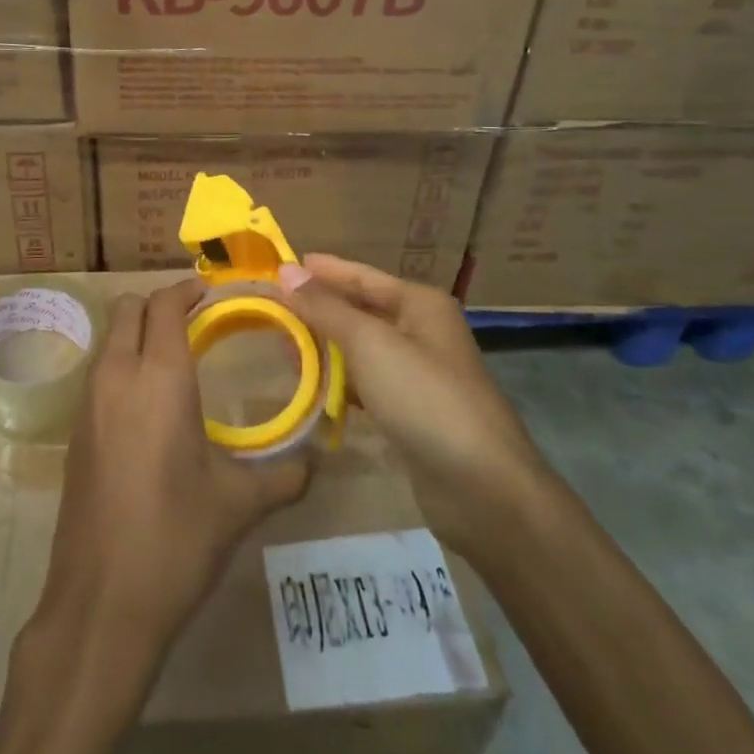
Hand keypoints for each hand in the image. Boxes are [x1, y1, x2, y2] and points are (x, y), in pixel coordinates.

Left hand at [36, 278, 310, 652]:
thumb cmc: (176, 540)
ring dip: (137, 332)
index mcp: (159, 379)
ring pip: (109, 338)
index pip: (164, 305)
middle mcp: (117, 377)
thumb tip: (318, 463)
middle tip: (196, 321)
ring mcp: (88, 404)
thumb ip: (284, 476)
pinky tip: (149, 403)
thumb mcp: (238, 505)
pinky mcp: (74, 433)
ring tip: (175, 358)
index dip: (187, 290)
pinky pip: (99, 373)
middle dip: (159, 304)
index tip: (212, 293)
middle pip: (127, 308)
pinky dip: (122, 364)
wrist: (100, 605)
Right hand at [277, 254, 542, 560]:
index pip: (362, 276)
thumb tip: (286, 270)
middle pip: (361, 310)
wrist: (481, 487)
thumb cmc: (424, 397)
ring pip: (361, 349)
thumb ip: (325, 307)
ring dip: (325, 347)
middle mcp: (422, 331)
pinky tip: (311, 386)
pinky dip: (339, 382)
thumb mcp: (369, 344)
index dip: (323, 271)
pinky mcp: (411, 412)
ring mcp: (418, 374)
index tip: (281, 265)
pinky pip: (366, 383)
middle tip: (272, 309)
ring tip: (282, 346)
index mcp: (420, 304)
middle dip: (319, 310)